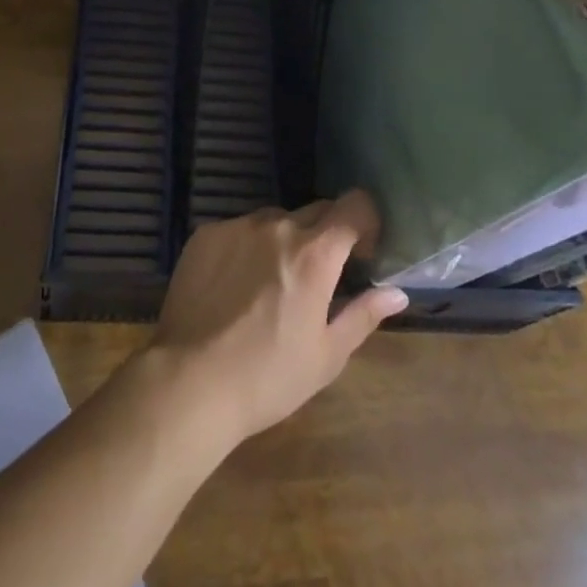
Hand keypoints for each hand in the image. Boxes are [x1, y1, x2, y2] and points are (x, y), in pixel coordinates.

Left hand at [142, 192, 407, 450]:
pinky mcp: (206, 234)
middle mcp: (278, 226)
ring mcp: (238, 226)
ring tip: (271, 286)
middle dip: (326, 236)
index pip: (354, 205)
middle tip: (318, 277)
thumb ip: (364, 315)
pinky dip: (247, 248)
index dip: (365, 222)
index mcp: (315, 253)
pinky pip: (239, 230)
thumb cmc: (268, 377)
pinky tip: (234, 287)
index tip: (361, 253)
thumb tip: (397, 292)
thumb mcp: (327, 356)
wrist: (189, 381)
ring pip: (275, 220)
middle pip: (316, 211)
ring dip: (284, 242)